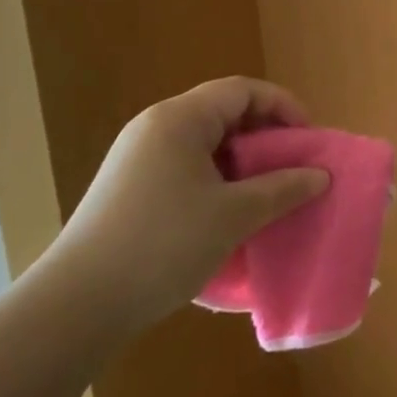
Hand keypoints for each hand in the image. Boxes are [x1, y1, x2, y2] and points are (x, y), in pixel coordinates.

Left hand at [49, 78, 328, 336]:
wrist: (76, 306)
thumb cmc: (163, 245)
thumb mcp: (234, 215)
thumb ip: (282, 189)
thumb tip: (320, 176)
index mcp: (180, 119)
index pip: (243, 90)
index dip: (283, 106)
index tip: (309, 138)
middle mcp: (155, 127)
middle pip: (223, 112)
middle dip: (264, 135)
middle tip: (293, 166)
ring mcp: (137, 158)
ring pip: (204, 143)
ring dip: (241, 161)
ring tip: (267, 192)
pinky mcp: (128, 188)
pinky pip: (185, 167)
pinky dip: (216, 179)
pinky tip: (228, 214)